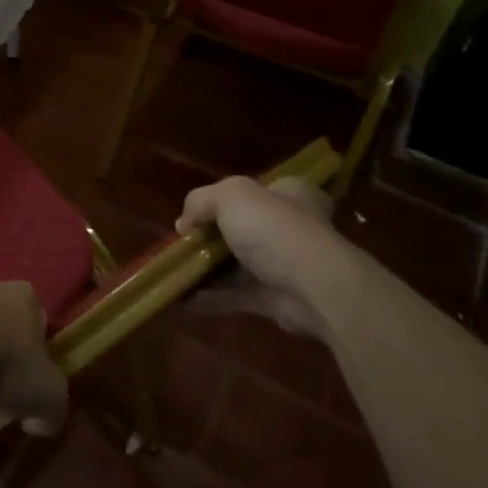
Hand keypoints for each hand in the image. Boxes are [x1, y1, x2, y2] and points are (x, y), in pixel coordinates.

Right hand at [176, 176, 348, 337]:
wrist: (313, 287)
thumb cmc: (274, 229)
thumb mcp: (231, 195)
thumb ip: (201, 201)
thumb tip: (184, 224)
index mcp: (289, 194)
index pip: (259, 189)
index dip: (227, 198)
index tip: (200, 212)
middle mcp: (290, 226)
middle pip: (244, 228)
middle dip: (212, 237)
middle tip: (183, 243)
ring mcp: (284, 264)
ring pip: (238, 264)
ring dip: (208, 269)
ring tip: (175, 272)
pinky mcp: (275, 298)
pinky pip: (236, 295)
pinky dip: (211, 297)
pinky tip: (182, 298)